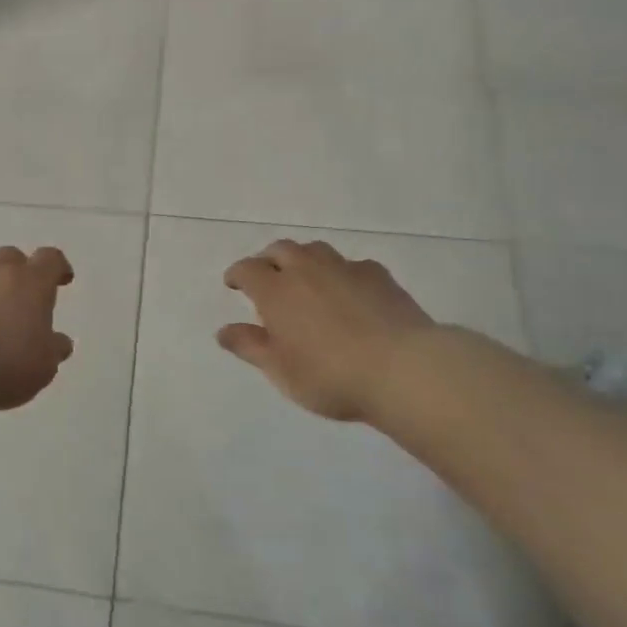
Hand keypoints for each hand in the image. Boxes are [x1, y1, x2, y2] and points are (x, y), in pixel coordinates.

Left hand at [0, 246, 75, 410]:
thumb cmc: (8, 361)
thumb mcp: (44, 364)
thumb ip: (54, 349)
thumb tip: (60, 342)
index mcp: (32, 282)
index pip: (50, 259)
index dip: (57, 267)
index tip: (62, 279)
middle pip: (10, 255)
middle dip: (18, 268)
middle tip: (22, 292)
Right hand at [218, 240, 435, 422]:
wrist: (402, 369)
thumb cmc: (331, 376)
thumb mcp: (281, 371)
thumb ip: (250, 347)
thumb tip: (223, 331)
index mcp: (275, 291)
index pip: (247, 269)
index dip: (237, 274)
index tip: (233, 284)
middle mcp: (306, 269)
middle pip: (280, 249)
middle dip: (268, 260)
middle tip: (268, 277)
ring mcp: (344, 268)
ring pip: (315, 250)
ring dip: (303, 259)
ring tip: (305, 278)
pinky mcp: (378, 275)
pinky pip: (351, 264)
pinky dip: (341, 272)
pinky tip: (349, 290)